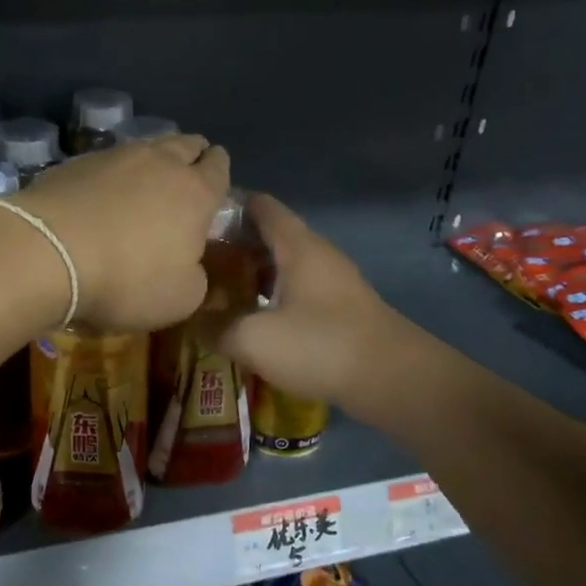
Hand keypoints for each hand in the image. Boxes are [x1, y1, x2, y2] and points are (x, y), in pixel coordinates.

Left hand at [12, 135, 230, 331]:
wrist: (47, 253)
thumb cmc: (127, 278)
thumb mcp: (180, 298)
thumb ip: (197, 277)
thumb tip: (191, 266)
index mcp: (195, 191)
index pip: (219, 167)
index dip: (220, 173)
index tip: (215, 185)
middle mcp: (160, 162)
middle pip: (186, 144)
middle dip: (191, 156)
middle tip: (185, 179)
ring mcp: (114, 156)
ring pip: (146, 147)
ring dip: (151, 163)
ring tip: (144, 186)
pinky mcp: (75, 162)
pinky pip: (106, 161)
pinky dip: (112, 175)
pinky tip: (101, 196)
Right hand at [212, 195, 398, 410]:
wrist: (394, 380)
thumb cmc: (320, 346)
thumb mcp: (254, 339)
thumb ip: (216, 327)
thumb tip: (191, 320)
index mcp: (297, 245)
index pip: (259, 205)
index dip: (226, 206)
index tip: (193, 221)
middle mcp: (316, 254)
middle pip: (269, 235)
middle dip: (232, 245)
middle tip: (197, 263)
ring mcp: (332, 281)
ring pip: (283, 265)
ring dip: (251, 274)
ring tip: (217, 291)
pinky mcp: (340, 309)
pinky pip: (297, 289)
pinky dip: (271, 295)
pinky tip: (253, 320)